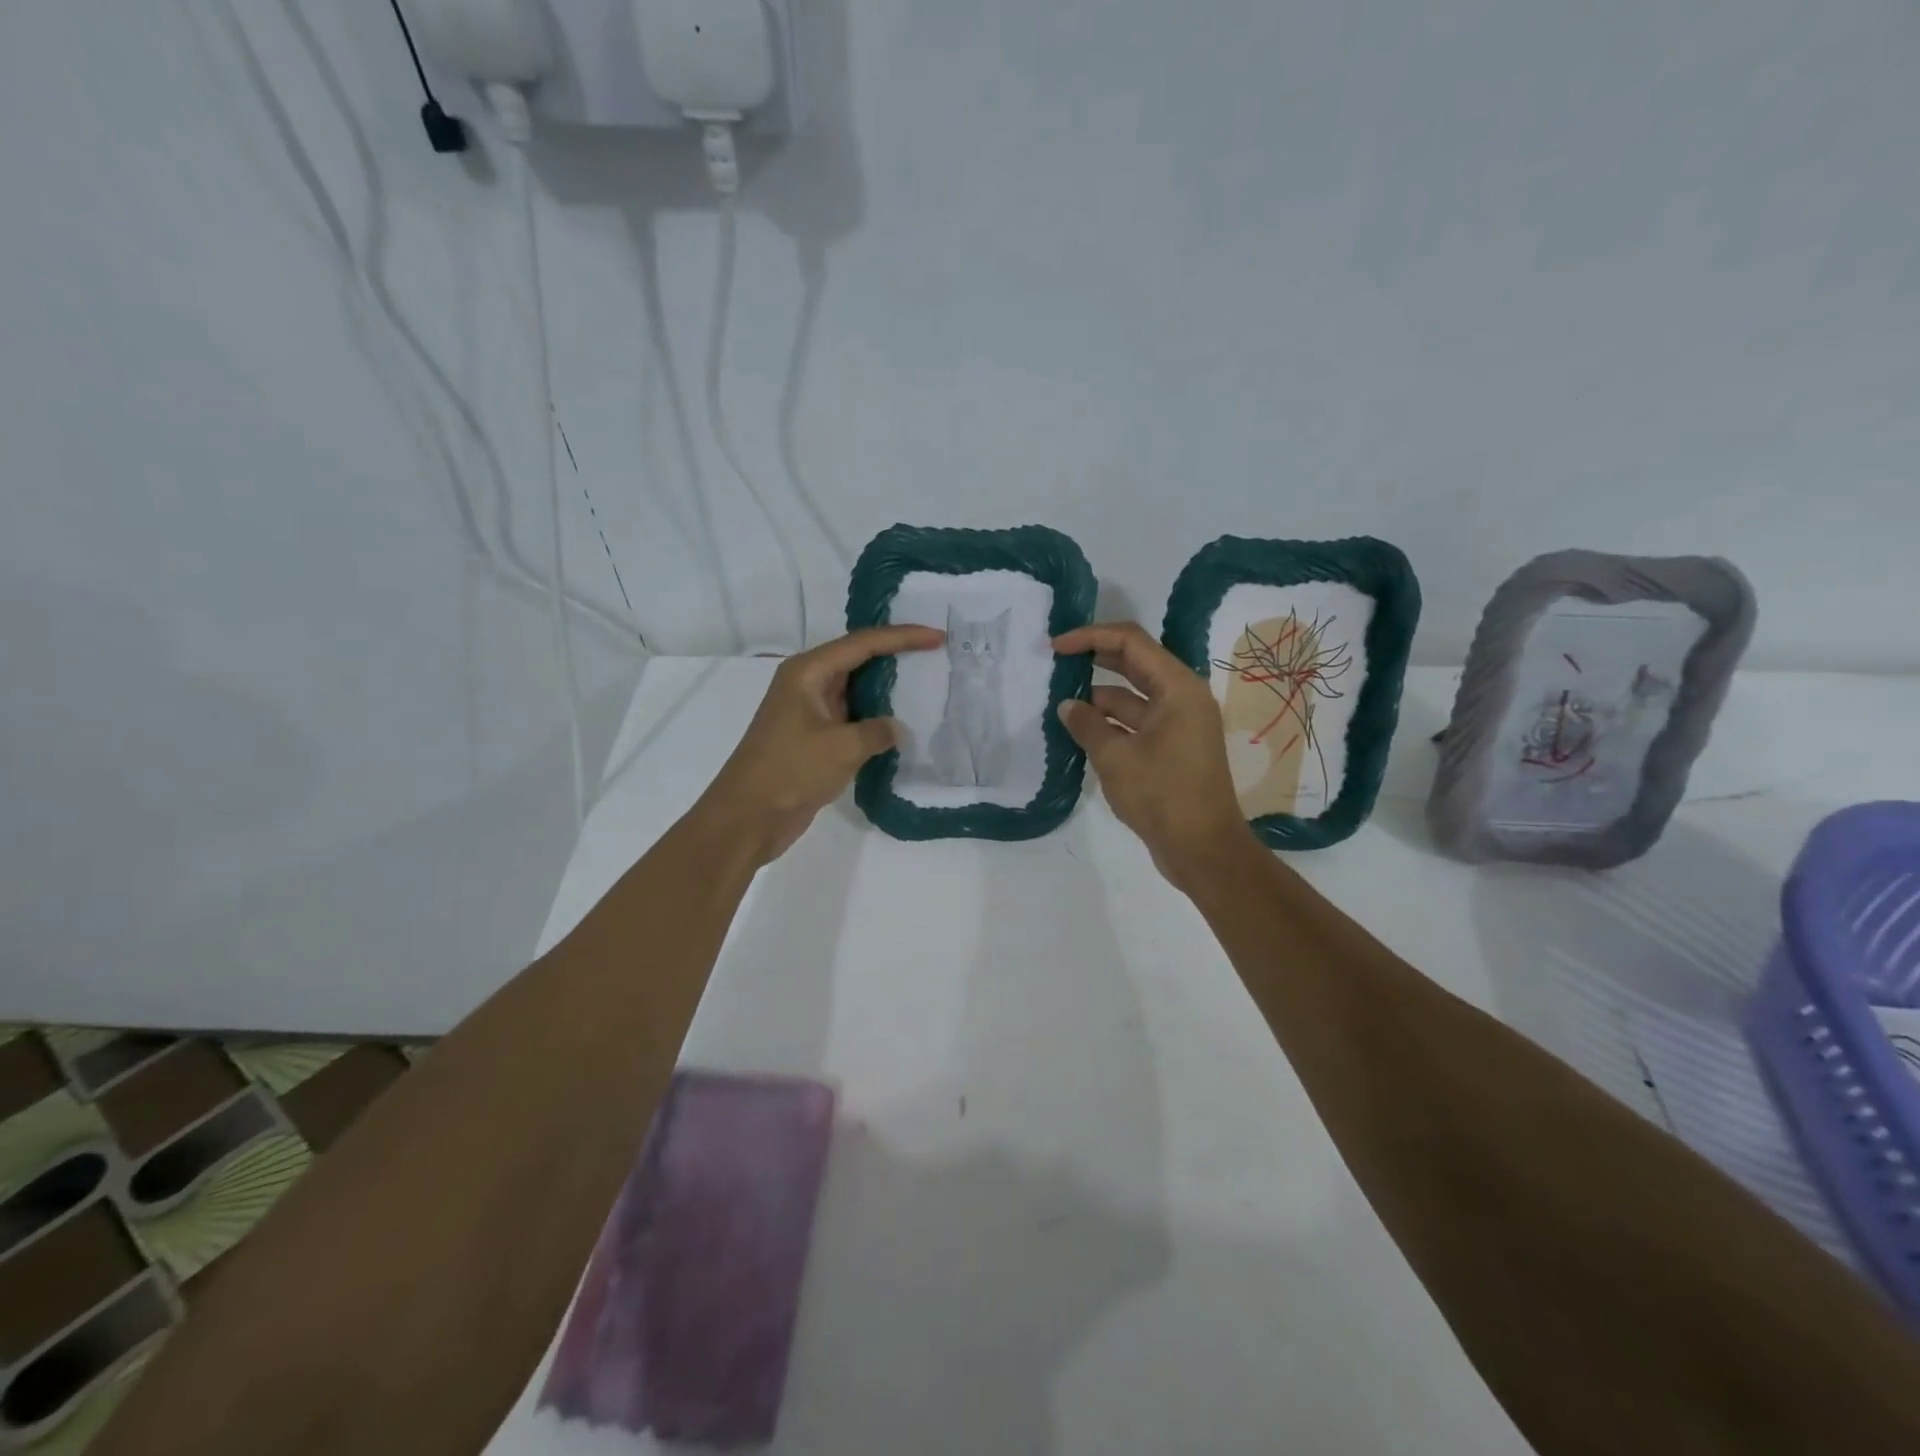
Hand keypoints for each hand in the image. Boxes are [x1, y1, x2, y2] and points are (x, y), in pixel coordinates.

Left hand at [694, 625, 945, 865]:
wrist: (747, 817)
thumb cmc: (790, 771)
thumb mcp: (841, 748)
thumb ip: (877, 731)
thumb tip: (895, 729)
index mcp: (808, 672)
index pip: (862, 643)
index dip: (902, 637)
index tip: (937, 637)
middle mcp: (807, 683)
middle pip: (857, 658)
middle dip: (895, 655)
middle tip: (934, 654)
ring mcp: (809, 711)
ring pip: (855, 689)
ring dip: (886, 689)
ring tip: (925, 685)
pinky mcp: (813, 737)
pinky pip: (851, 717)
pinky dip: (875, 718)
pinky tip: (900, 726)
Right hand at [1054, 622, 1257, 889]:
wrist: (1203, 849)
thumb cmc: (1162, 795)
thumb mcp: (1115, 757)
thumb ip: (1087, 724)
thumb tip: (1068, 705)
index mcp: (1178, 688)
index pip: (1131, 642)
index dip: (1090, 637)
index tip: (1056, 647)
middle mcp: (1183, 698)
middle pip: (1135, 663)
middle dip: (1095, 659)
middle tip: (1056, 663)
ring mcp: (1180, 724)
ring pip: (1134, 695)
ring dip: (1100, 696)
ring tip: (1061, 702)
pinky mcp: (1173, 748)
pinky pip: (1138, 722)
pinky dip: (1111, 722)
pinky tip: (1081, 731)